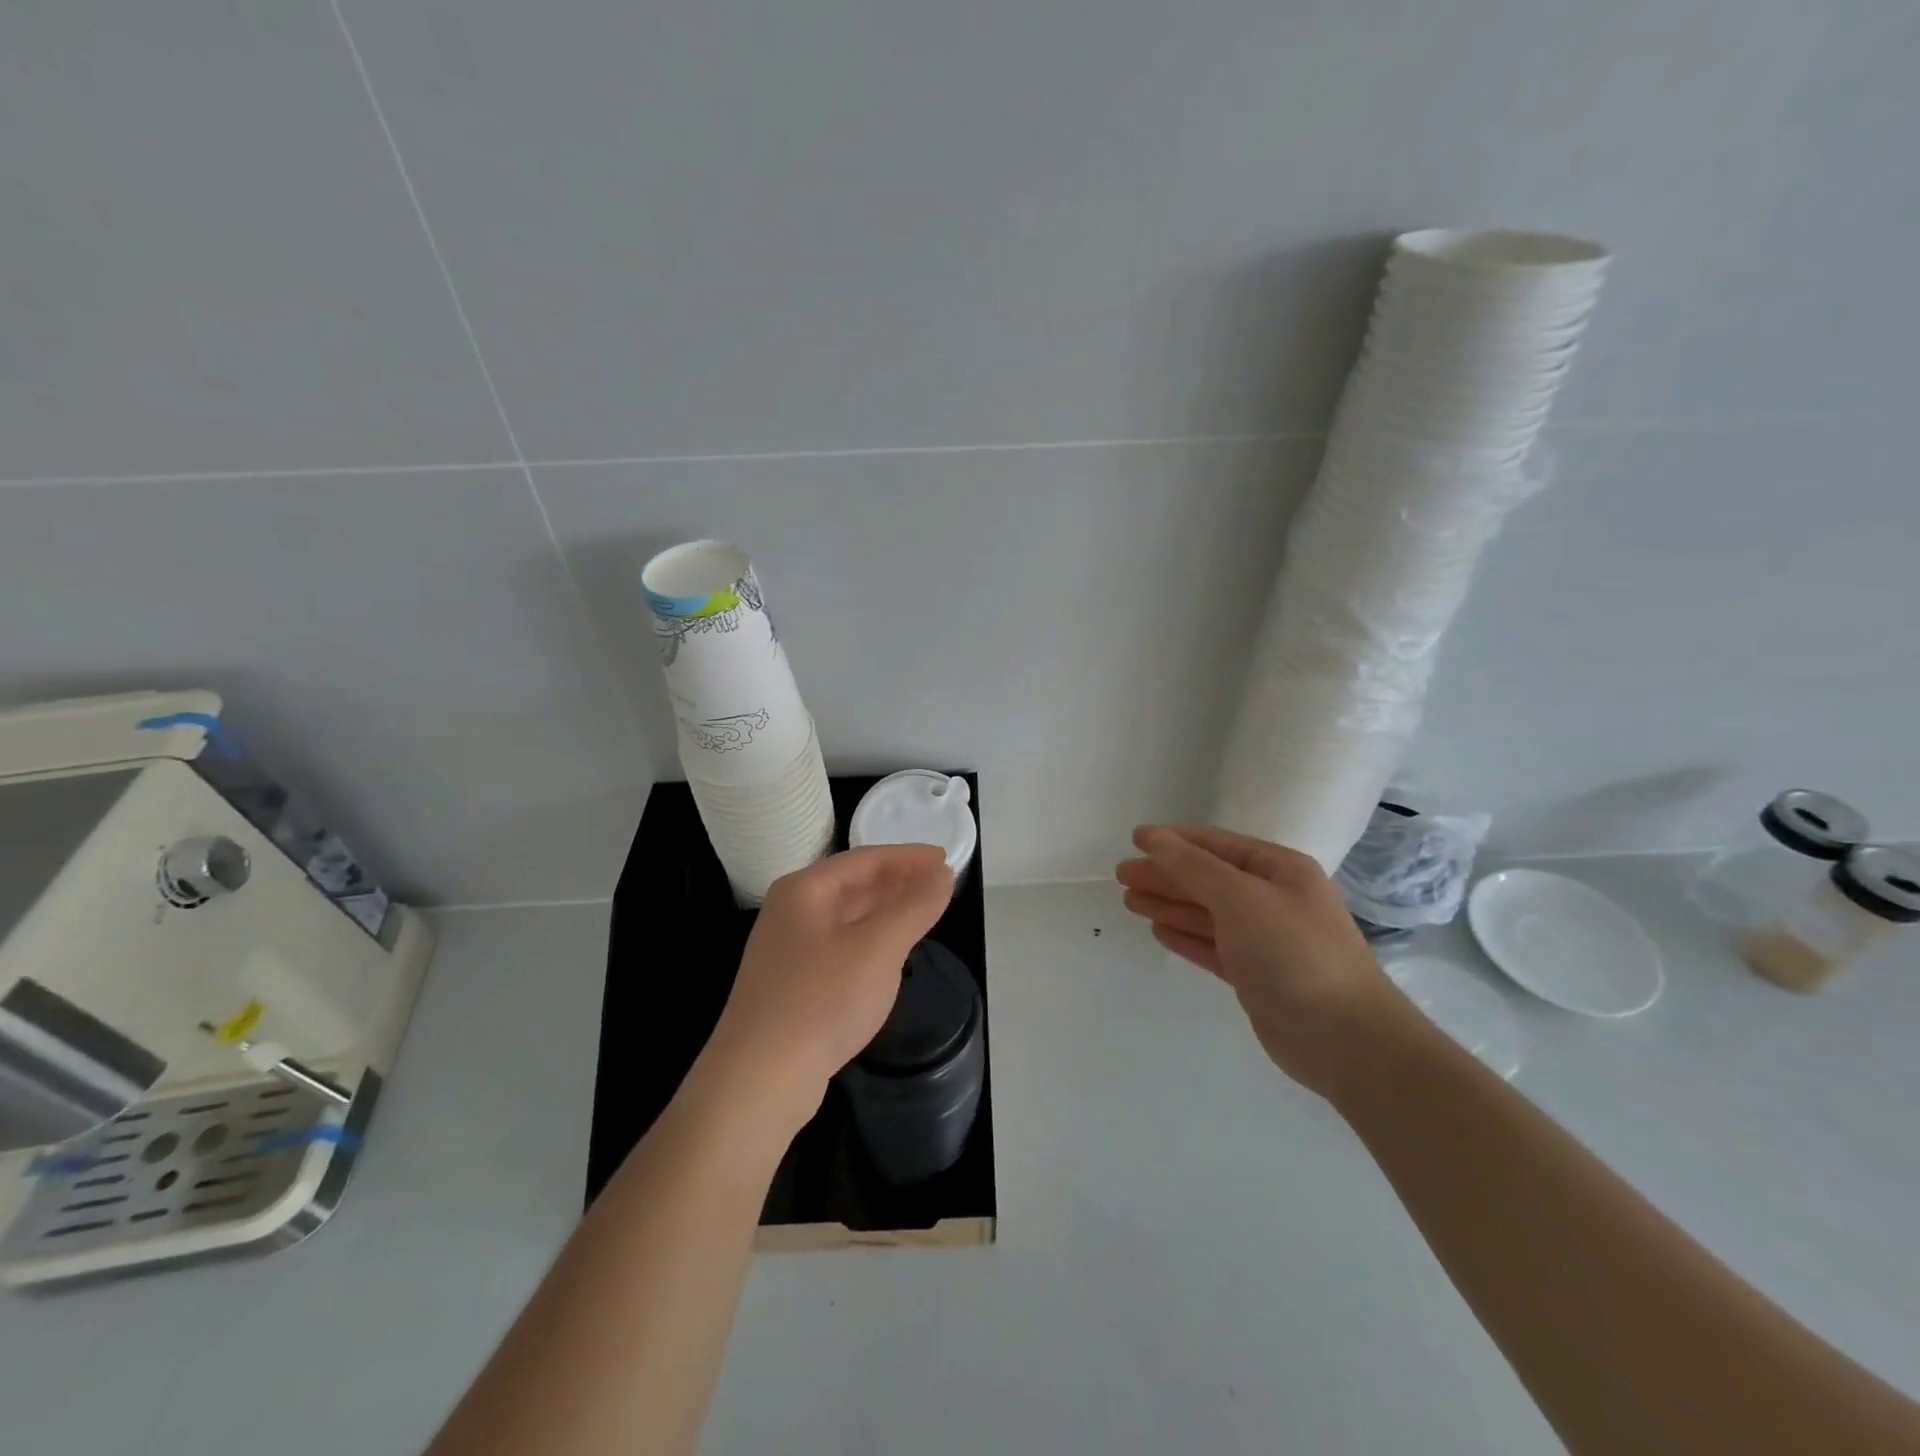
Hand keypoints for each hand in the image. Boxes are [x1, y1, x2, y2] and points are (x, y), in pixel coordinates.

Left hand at [702, 844, 953, 1132]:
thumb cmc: (821, 1000)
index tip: (945, 858)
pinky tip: (891, 954)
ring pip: (848, 918)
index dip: (908, 857)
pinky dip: (872, 941)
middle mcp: (792, 912)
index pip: (865, 860)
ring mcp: (789, 950)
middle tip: (942, 883)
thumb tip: (943, 875)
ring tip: (925, 911)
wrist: (759, 1080)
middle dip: (899, 882)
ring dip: (887, 911)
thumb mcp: (878, 949)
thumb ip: (914, 907)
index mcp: (805, 891)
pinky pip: (842, 947)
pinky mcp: (793, 985)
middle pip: (854, 884)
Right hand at [1116, 825, 1399, 1099]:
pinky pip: (1212, 946)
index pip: (1216, 845)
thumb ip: (1193, 866)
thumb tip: (1152, 837)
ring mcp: (1265, 940)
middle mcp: (1272, 899)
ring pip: (1206, 914)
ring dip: (1169, 904)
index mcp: (1278, 870)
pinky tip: (1158, 930)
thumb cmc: (1293, 952)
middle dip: (1165, 875)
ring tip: (1128, 900)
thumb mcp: (1241, 897)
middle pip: (1207, 879)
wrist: (1344, 1038)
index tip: (1134, 839)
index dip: (1174, 840)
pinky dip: (1185, 936)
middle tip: (1121, 875)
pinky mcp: (1256, 976)